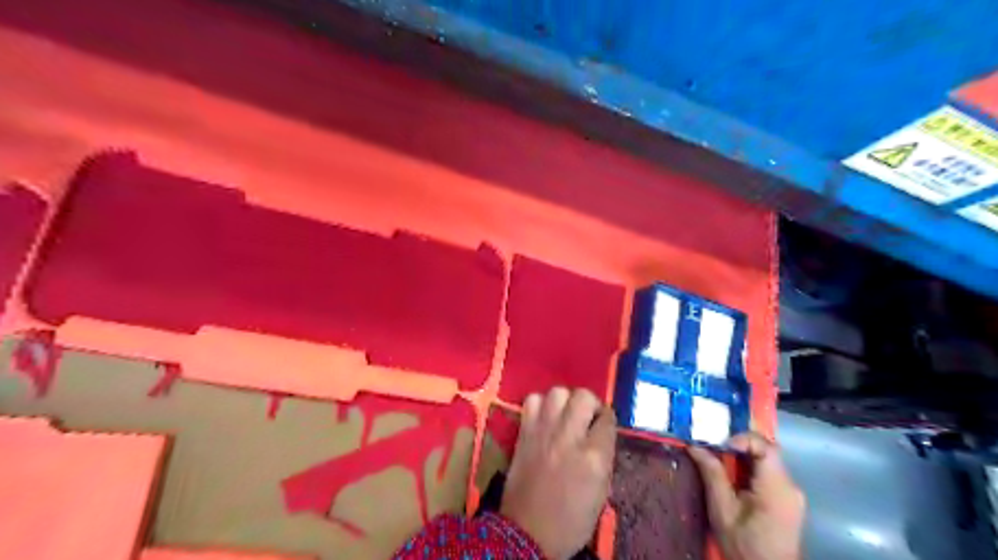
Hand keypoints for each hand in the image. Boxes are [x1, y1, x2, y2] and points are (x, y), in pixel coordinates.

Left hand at [502, 386, 620, 557]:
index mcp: (594, 457)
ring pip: (558, 392)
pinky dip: (540, 404)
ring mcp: (544, 431)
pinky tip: (544, 418)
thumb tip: (602, 433)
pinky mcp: (524, 432)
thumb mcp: (601, 493)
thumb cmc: (571, 519)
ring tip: (565, 415)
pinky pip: (532, 400)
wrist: (527, 531)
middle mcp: (569, 437)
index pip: (607, 419)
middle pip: (583, 396)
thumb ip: (604, 457)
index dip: (607, 420)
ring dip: (565, 400)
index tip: (604, 425)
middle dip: (590, 403)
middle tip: (586, 417)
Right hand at [691, 433, 805, 559]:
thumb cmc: (744, 545)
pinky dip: (749, 467)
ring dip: (742, 455)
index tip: (719, 444)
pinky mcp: (787, 500)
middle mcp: (790, 486)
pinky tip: (732, 474)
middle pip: (767, 451)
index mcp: (777, 488)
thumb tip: (694, 446)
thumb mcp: (722, 510)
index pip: (766, 447)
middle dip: (738, 444)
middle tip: (713, 444)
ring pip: (767, 460)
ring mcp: (791, 493)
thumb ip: (712, 474)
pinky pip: (768, 472)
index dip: (742, 438)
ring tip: (718, 457)